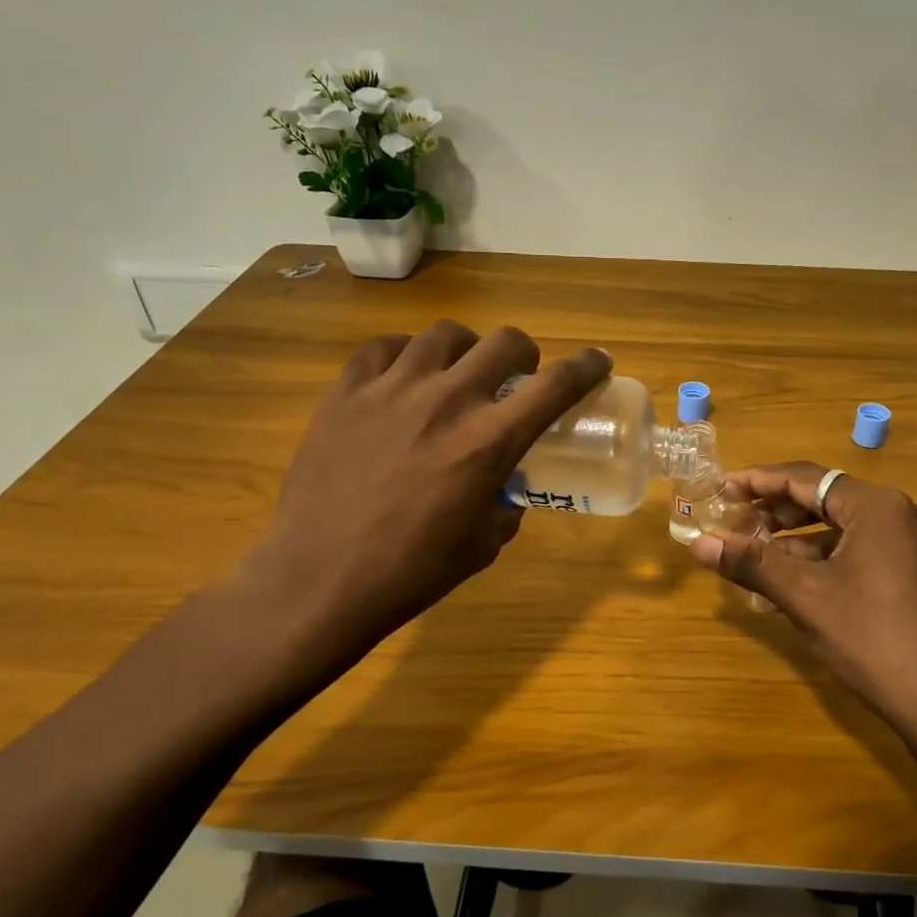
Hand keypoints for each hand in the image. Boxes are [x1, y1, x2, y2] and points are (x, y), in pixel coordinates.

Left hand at [234, 321, 610, 677]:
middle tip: (517, 375)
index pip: (555, 385)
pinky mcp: (345, 392)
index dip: (586, 367)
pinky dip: (405, 356)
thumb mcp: (482, 545)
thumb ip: (504, 507)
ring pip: (444, 334)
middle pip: (504, 342)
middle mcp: (446, 401)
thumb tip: (505, 492)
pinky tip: (402, 378)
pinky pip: (383, 348)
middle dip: (524, 353)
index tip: (598, 361)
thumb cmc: (410, 573)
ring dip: (465, 350)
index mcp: (488, 442)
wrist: (318, 581)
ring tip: (456, 373)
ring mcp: (391, 389)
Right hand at [691, 463, 916, 737]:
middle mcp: (907, 514)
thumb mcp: (805, 598)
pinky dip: (830, 560)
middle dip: (778, 513)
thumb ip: (751, 563)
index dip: (758, 481)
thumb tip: (699, 544)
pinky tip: (798, 583)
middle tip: (736, 527)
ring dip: (800, 541)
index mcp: (880, 507)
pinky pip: (868, 551)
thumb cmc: (872, 641)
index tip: (721, 488)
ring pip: (848, 529)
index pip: (807, 478)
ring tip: (758, 558)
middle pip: (828, 500)